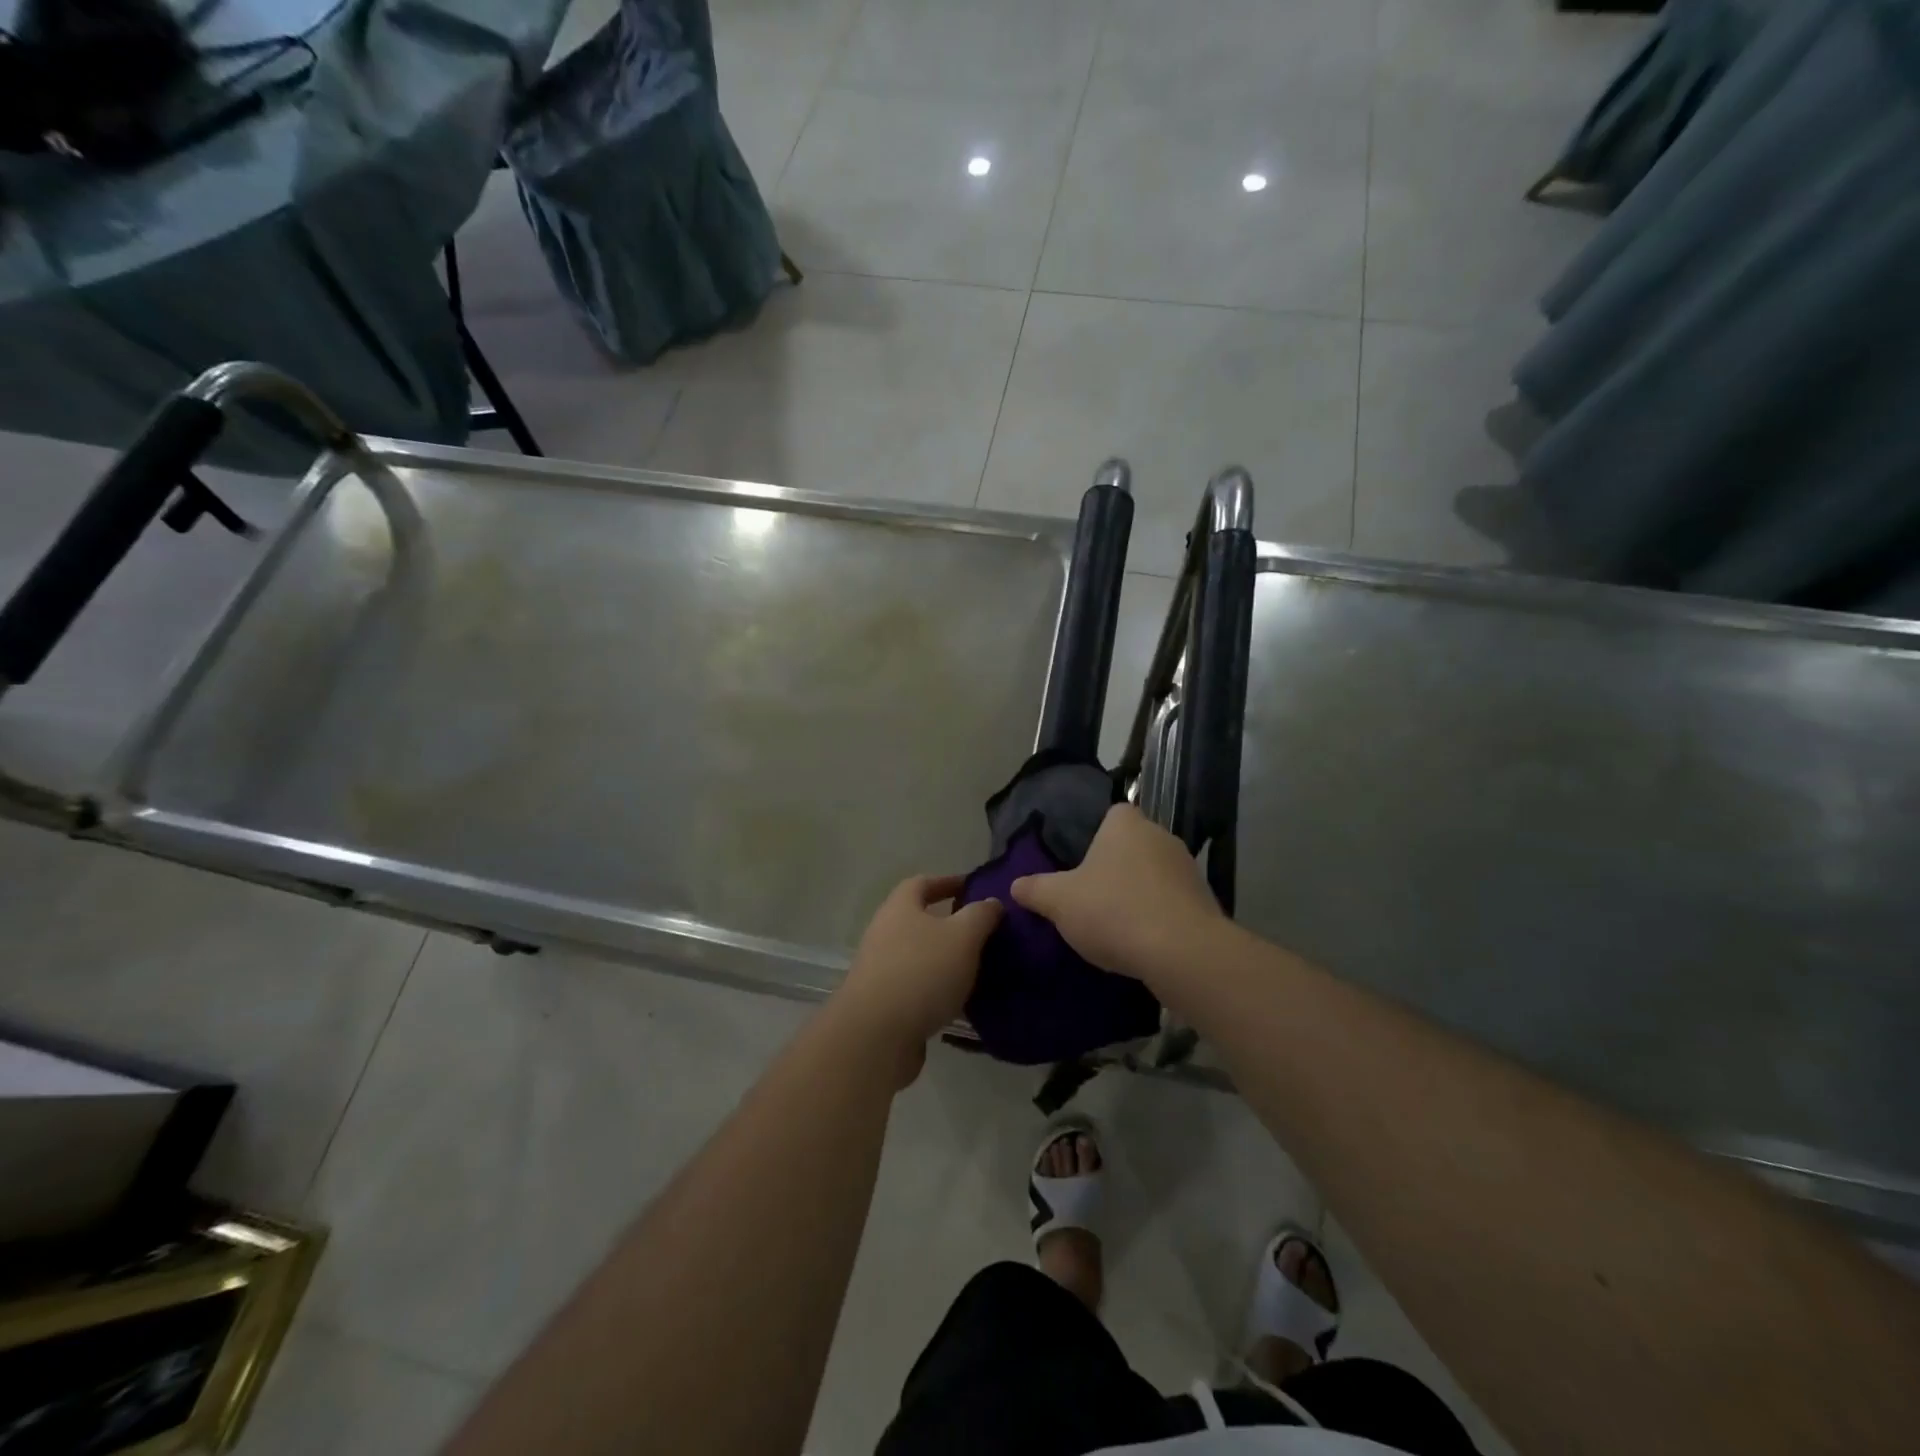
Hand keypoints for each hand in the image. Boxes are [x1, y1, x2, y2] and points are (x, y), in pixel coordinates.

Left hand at [832, 876, 1000, 1084]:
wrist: (876, 1036)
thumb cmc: (922, 972)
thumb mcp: (963, 936)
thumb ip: (980, 915)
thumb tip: (991, 902)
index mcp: (900, 908)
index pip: (922, 883)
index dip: (948, 881)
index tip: (973, 887)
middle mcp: (884, 933)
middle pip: (918, 920)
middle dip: (949, 923)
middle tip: (982, 930)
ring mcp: (880, 970)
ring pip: (919, 955)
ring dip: (944, 958)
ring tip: (978, 967)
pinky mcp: (883, 1003)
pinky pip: (916, 986)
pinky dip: (937, 988)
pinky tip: (960, 1000)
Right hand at [1011, 804, 1223, 985]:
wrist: (1181, 952)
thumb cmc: (1113, 911)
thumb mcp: (1059, 902)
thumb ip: (1035, 890)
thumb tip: (1015, 885)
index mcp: (1126, 825)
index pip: (1114, 813)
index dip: (1098, 834)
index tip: (1083, 862)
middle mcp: (1161, 836)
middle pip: (1134, 844)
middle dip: (1117, 865)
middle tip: (1092, 894)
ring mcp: (1187, 868)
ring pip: (1155, 874)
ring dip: (1139, 892)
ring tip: (1115, 923)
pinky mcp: (1205, 902)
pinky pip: (1173, 902)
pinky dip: (1158, 916)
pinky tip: (1142, 941)